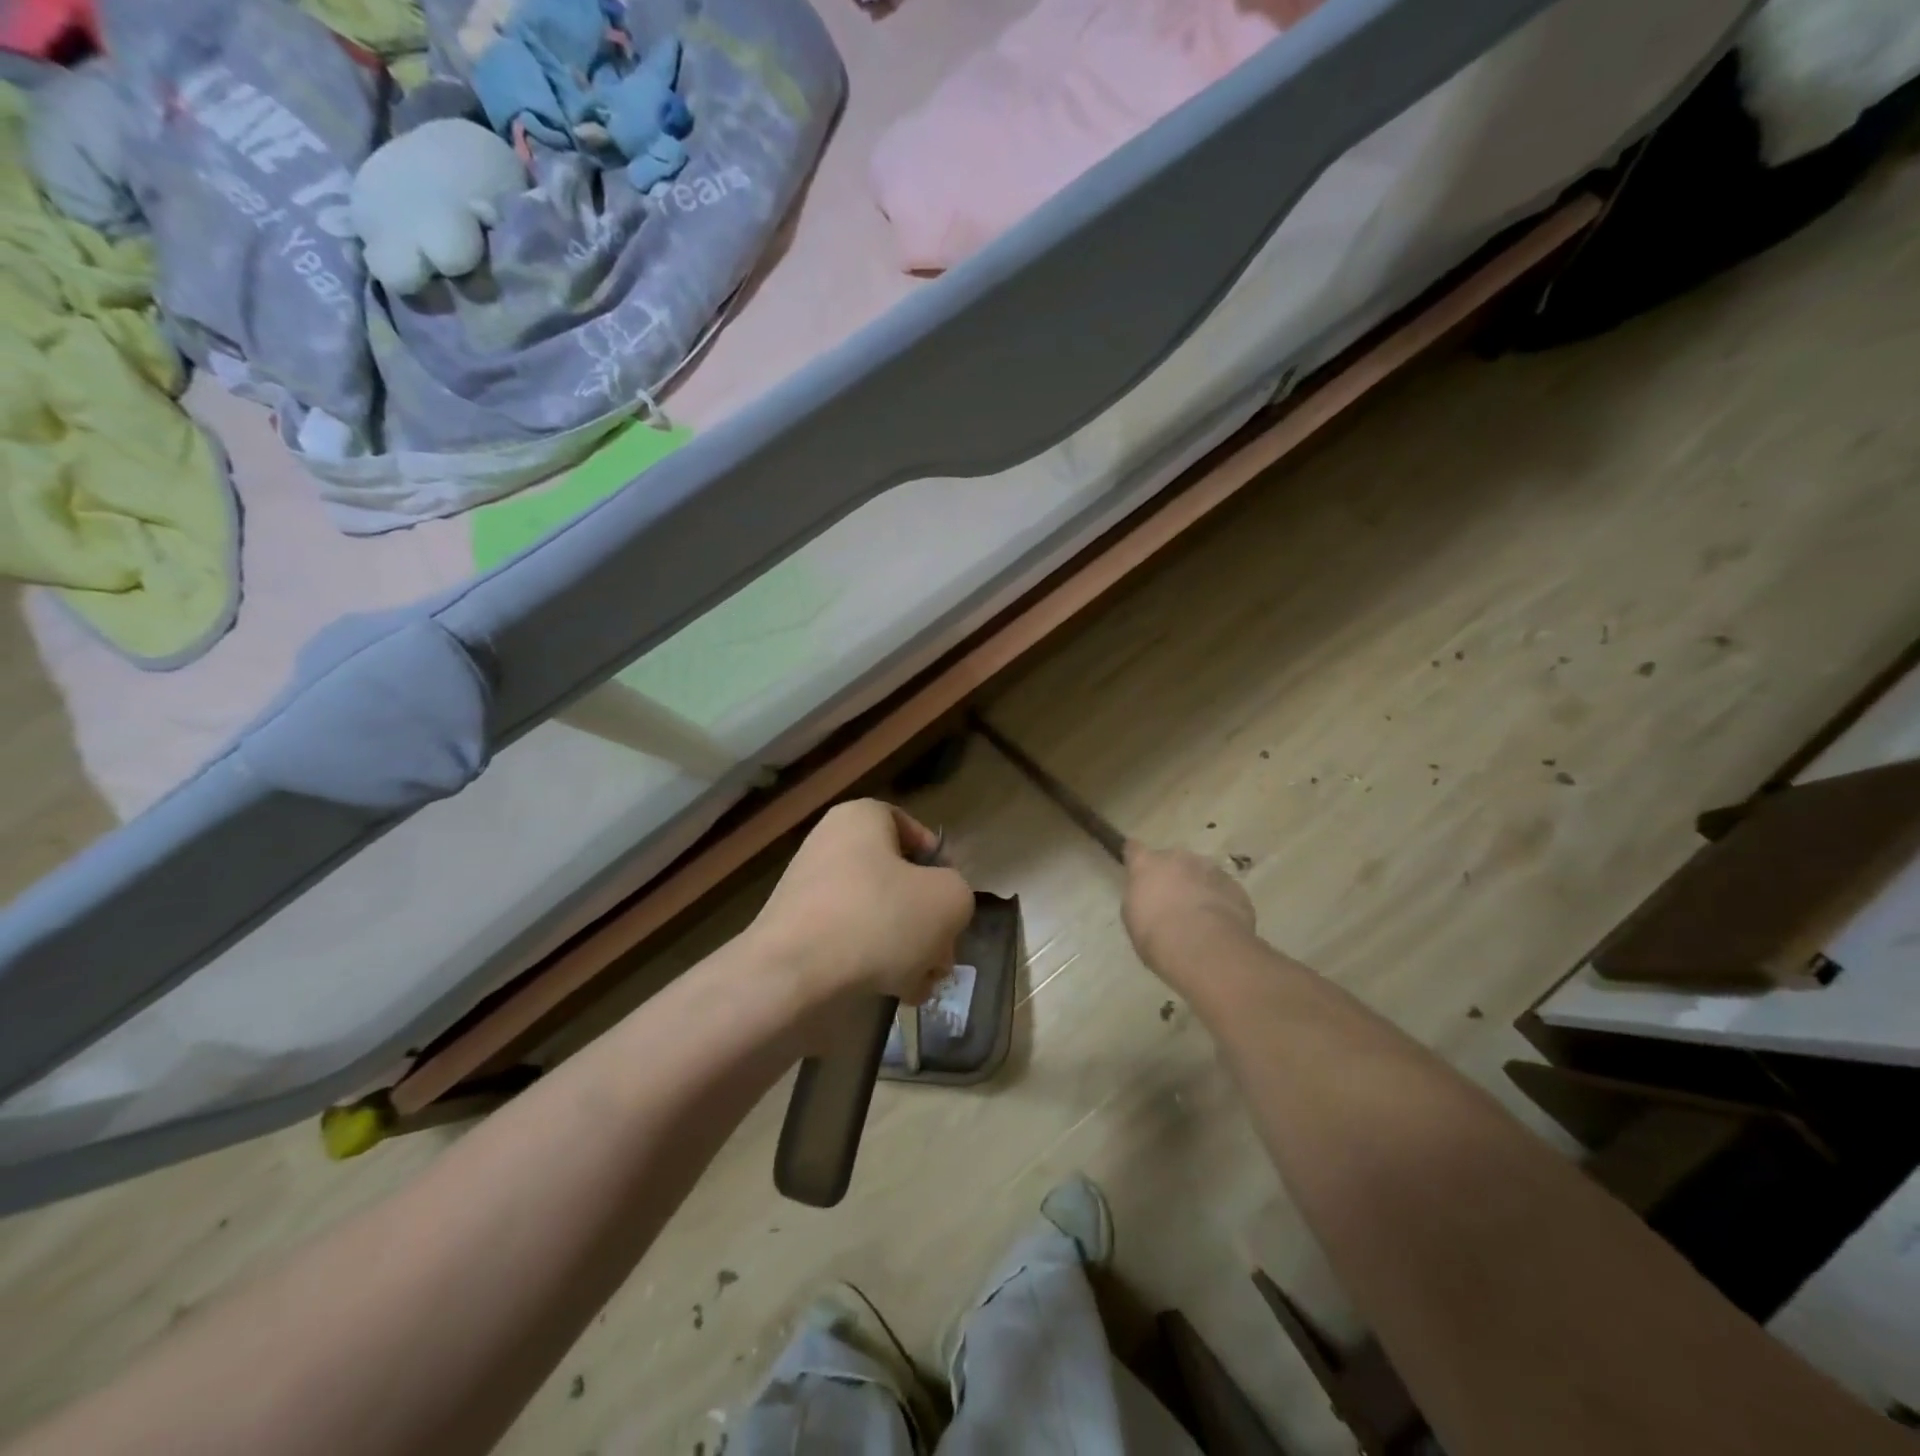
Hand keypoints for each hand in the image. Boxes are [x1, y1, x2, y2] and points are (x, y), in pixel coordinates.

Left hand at [750, 800, 974, 1006]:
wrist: (792, 977)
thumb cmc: (878, 919)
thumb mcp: (948, 899)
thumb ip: (958, 893)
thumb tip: (941, 909)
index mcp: (861, 819)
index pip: (913, 831)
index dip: (940, 866)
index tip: (950, 901)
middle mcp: (831, 845)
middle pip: (898, 880)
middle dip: (928, 921)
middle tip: (942, 955)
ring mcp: (809, 890)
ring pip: (878, 915)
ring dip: (907, 949)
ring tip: (922, 983)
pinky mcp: (797, 933)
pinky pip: (849, 941)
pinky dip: (874, 963)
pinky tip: (895, 992)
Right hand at [1122, 842, 1256, 981]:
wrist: (1203, 947)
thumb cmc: (1156, 933)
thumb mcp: (1133, 917)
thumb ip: (1140, 896)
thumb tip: (1149, 895)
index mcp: (1147, 863)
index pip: (1134, 849)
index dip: (1136, 856)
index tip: (1136, 864)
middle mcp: (1178, 858)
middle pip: (1173, 861)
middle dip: (1173, 876)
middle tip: (1172, 901)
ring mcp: (1210, 869)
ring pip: (1201, 874)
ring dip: (1198, 887)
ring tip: (1198, 916)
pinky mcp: (1235, 887)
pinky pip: (1223, 891)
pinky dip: (1219, 901)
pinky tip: (1218, 925)